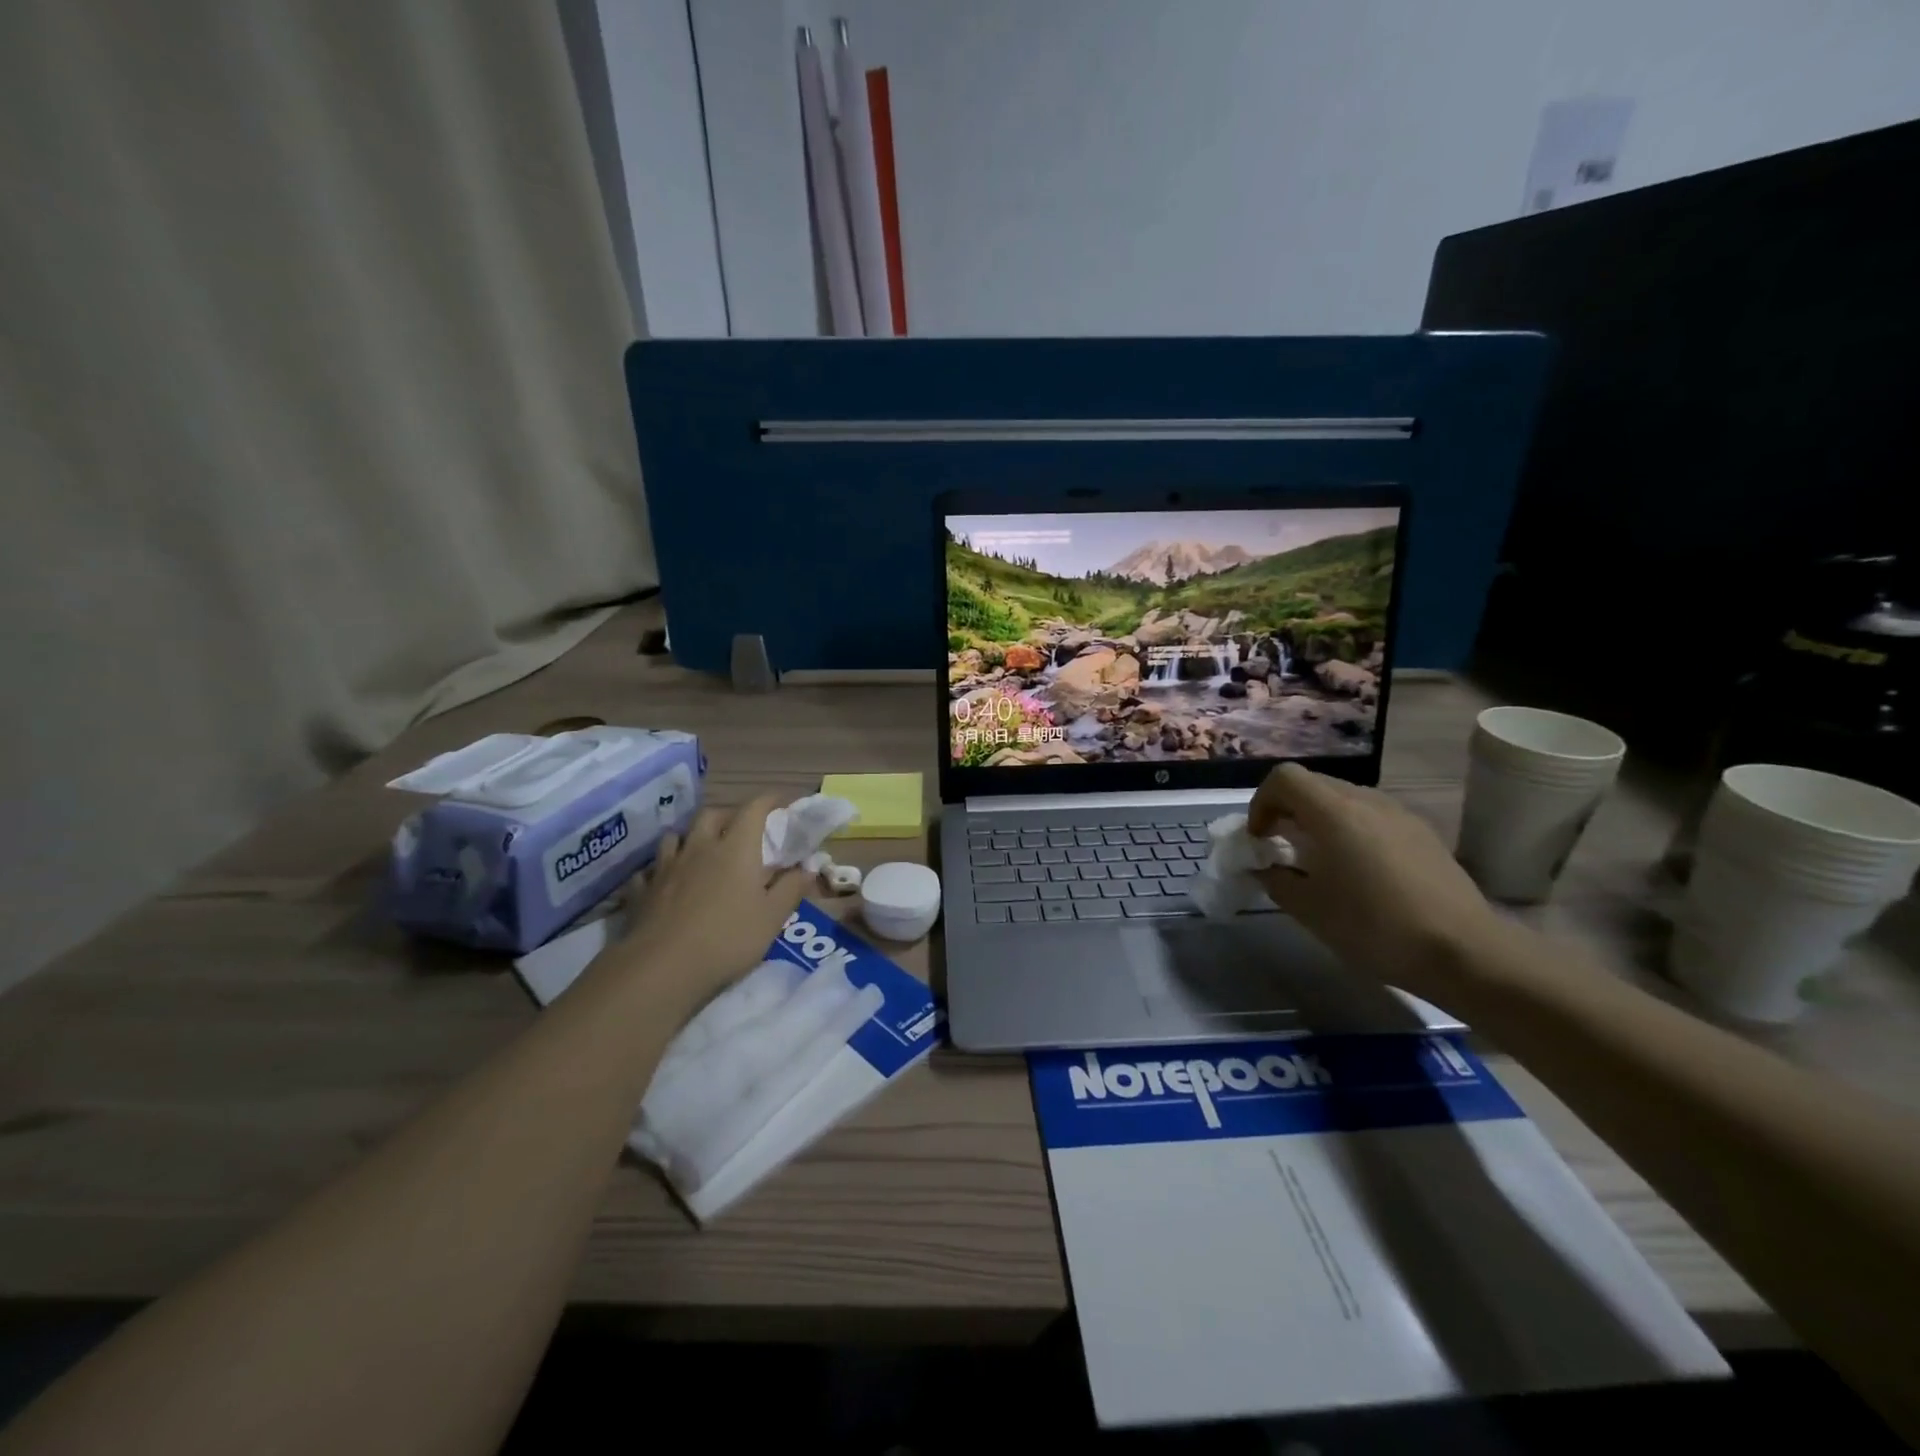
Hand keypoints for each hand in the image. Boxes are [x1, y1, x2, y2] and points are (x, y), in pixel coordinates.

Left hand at [599, 795, 806, 1005]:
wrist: (662, 967)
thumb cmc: (728, 938)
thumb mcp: (772, 917)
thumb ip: (792, 888)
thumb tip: (809, 867)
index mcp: (736, 848)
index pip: (754, 809)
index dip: (770, 800)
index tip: (782, 802)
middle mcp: (700, 848)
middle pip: (712, 814)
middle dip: (729, 815)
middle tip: (741, 829)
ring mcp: (666, 867)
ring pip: (677, 836)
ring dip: (691, 837)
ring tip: (701, 851)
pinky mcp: (643, 890)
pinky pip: (650, 869)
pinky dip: (660, 870)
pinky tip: (665, 882)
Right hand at [1247, 764, 1500, 998]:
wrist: (1464, 951)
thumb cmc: (1375, 927)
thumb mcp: (1309, 909)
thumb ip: (1275, 880)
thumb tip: (1262, 869)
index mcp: (1334, 812)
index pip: (1283, 778)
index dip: (1261, 802)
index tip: (1259, 838)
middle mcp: (1366, 801)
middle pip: (1313, 784)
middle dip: (1287, 809)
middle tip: (1280, 847)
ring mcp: (1399, 814)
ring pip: (1344, 798)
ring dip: (1319, 819)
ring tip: (1319, 860)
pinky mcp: (1422, 832)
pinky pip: (1372, 816)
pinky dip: (1350, 829)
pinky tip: (1359, 871)